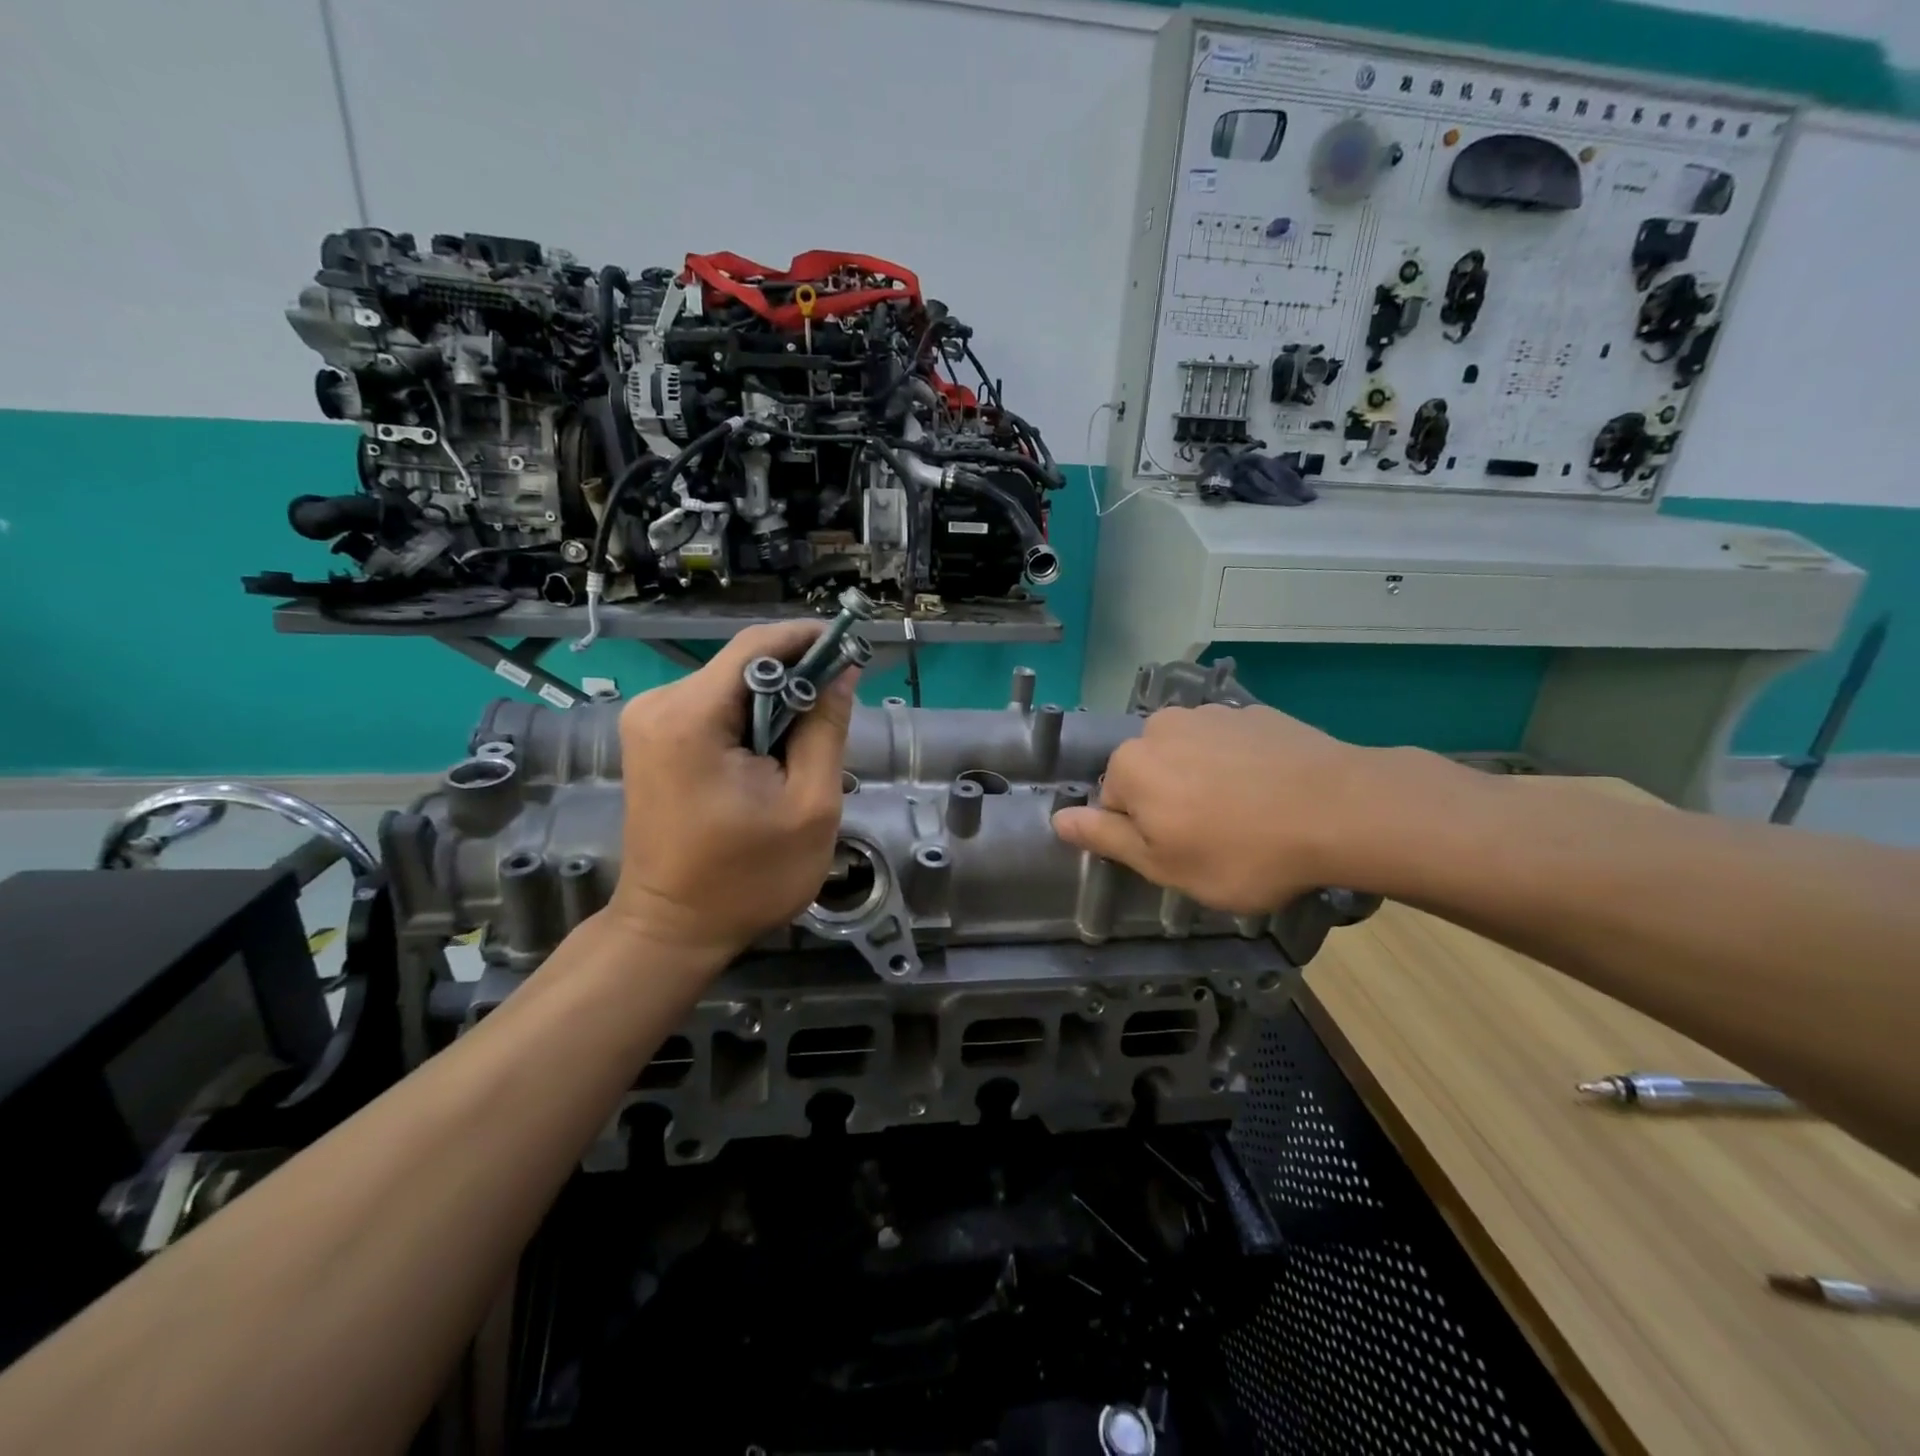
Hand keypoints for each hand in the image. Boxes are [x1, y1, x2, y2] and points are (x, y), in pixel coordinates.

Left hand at [607, 621, 855, 961]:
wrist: (673, 929)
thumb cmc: (747, 878)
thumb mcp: (809, 804)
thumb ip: (826, 729)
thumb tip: (843, 671)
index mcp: (690, 717)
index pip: (757, 645)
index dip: (810, 640)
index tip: (853, 650)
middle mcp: (658, 704)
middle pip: (743, 663)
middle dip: (796, 678)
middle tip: (839, 709)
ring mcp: (648, 720)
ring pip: (731, 685)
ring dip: (776, 703)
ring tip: (808, 743)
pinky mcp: (652, 738)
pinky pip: (713, 707)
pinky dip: (750, 719)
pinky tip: (772, 755)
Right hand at [1051, 704, 1402, 912]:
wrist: (1342, 809)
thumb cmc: (1242, 851)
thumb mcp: (1165, 864)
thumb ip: (1105, 837)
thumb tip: (1057, 818)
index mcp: (1132, 764)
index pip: (1113, 803)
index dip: (1143, 835)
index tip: (1180, 855)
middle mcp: (1161, 727)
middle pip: (1150, 772)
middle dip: (1170, 801)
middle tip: (1213, 839)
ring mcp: (1212, 714)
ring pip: (1190, 755)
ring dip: (1204, 780)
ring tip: (1248, 815)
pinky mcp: (1255, 712)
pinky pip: (1230, 744)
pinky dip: (1239, 764)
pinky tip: (1271, 791)